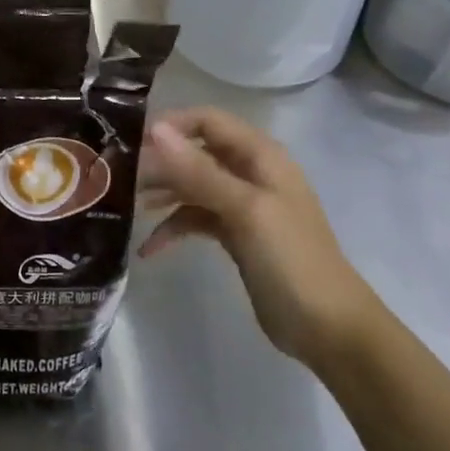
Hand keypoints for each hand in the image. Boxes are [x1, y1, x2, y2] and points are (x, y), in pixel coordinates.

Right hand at [139, 108, 377, 364]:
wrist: (329, 329)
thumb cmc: (291, 260)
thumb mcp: (244, 210)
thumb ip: (198, 170)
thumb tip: (155, 129)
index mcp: (260, 156)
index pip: (206, 121)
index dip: (170, 125)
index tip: (130, 142)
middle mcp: (250, 172)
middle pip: (195, 152)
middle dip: (159, 162)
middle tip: (119, 178)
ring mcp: (242, 205)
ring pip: (192, 185)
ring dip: (162, 193)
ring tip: (126, 207)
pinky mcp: (235, 234)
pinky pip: (195, 218)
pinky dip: (173, 228)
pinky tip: (149, 248)